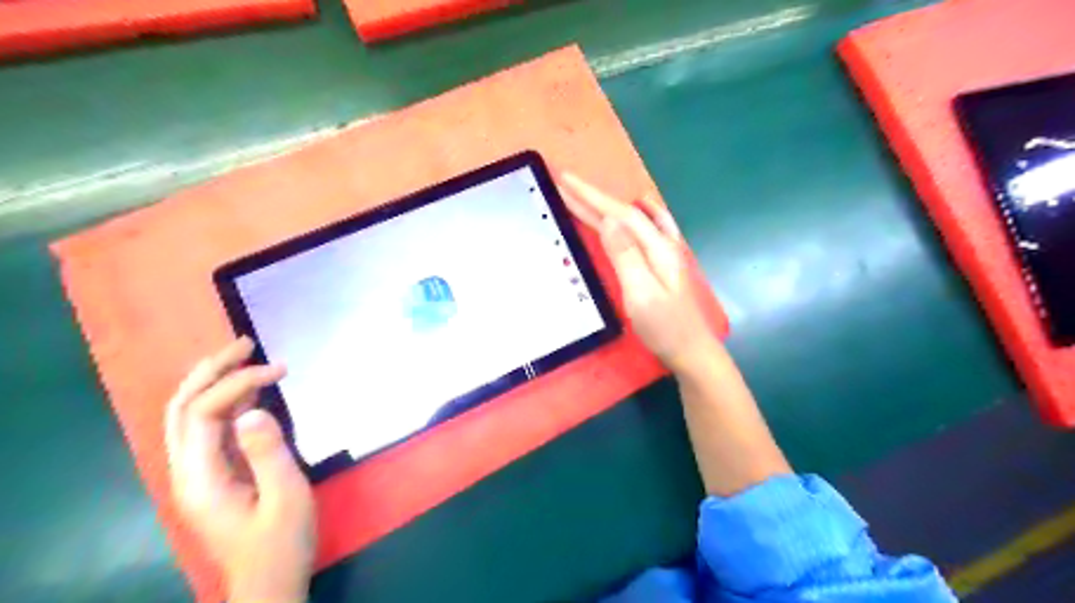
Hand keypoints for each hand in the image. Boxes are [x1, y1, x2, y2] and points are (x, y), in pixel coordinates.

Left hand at [166, 340, 316, 601]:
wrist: (269, 579)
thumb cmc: (281, 541)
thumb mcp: (286, 496)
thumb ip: (269, 452)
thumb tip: (253, 409)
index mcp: (202, 478)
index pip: (204, 413)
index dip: (238, 383)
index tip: (279, 370)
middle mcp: (187, 471)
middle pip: (182, 408)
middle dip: (211, 370)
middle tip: (245, 343)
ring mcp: (197, 473)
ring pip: (188, 416)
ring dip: (211, 381)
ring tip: (243, 355)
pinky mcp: (212, 474)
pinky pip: (207, 428)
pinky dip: (223, 400)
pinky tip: (247, 390)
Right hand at [559, 173, 716, 373]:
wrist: (691, 351)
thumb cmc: (664, 328)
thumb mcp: (641, 294)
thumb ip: (626, 256)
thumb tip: (609, 221)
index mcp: (657, 248)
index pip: (621, 214)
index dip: (592, 197)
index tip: (566, 181)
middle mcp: (663, 243)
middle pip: (626, 213)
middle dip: (595, 198)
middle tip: (566, 183)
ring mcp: (666, 252)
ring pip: (635, 218)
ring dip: (610, 205)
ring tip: (589, 196)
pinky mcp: (663, 263)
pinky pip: (646, 227)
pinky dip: (631, 215)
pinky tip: (634, 212)